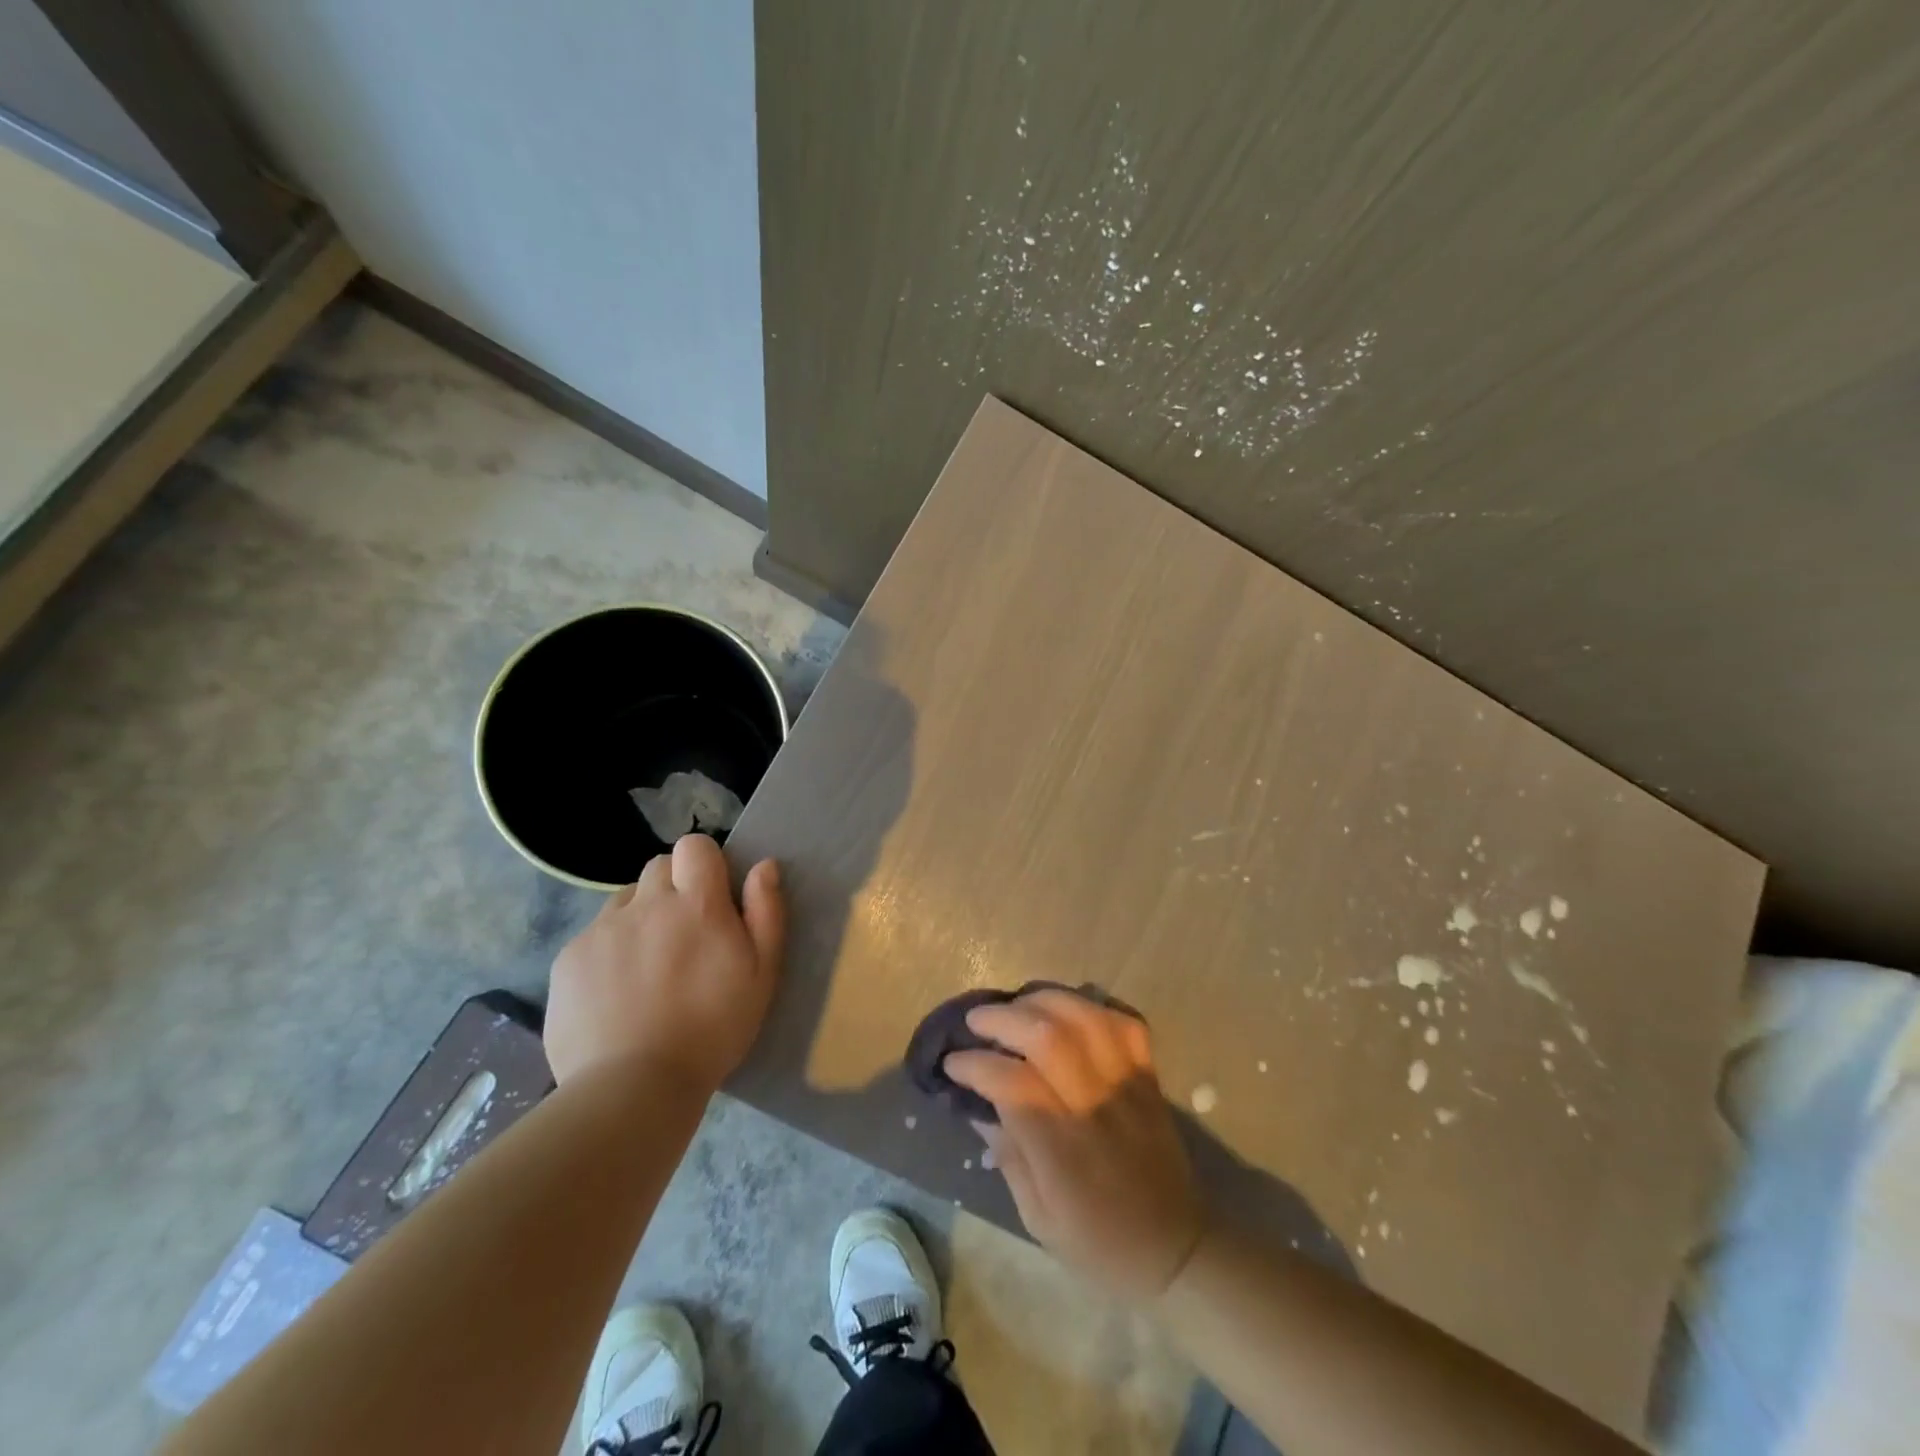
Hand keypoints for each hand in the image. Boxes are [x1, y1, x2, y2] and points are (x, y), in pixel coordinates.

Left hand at [544, 835, 784, 1088]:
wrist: (633, 1086)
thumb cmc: (712, 1029)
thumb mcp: (762, 973)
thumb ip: (766, 912)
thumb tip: (763, 866)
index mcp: (696, 903)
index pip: (695, 845)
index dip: (705, 863)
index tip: (713, 896)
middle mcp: (646, 903)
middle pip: (658, 867)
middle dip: (673, 887)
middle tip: (684, 933)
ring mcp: (602, 929)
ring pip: (625, 899)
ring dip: (641, 915)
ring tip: (649, 963)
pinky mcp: (569, 958)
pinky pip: (594, 934)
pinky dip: (609, 949)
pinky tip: (617, 990)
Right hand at [945, 989, 1205, 1299]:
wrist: (1177, 1251)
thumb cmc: (1100, 1245)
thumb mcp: (1039, 1220)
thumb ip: (1009, 1157)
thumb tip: (979, 1107)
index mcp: (1062, 1150)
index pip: (1012, 1083)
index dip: (975, 1064)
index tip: (953, 1062)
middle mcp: (1094, 1106)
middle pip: (1048, 1036)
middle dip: (1003, 1018)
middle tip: (977, 1020)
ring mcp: (1126, 1085)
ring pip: (1086, 1018)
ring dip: (1044, 1000)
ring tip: (1018, 1006)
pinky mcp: (1149, 1076)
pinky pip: (1124, 1023)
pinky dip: (1093, 1008)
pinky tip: (1068, 1011)